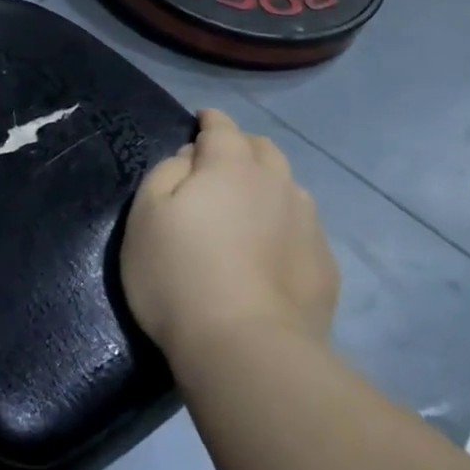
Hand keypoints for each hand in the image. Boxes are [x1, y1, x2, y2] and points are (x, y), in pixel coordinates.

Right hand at [120, 109, 339, 358]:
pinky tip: (269, 252)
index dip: (209, 120)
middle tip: (219, 164)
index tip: (200, 121)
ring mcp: (308, 225)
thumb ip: (166, 172)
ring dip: (267, 186)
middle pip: (263, 150)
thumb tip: (190, 159)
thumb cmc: (178, 274)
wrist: (244, 348)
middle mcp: (277, 184)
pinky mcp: (324, 266)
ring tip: (247, 208)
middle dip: (241, 147)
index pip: (222, 127)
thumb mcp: (145, 215)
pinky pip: (302, 229)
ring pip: (288, 188)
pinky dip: (283, 226)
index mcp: (231, 167)